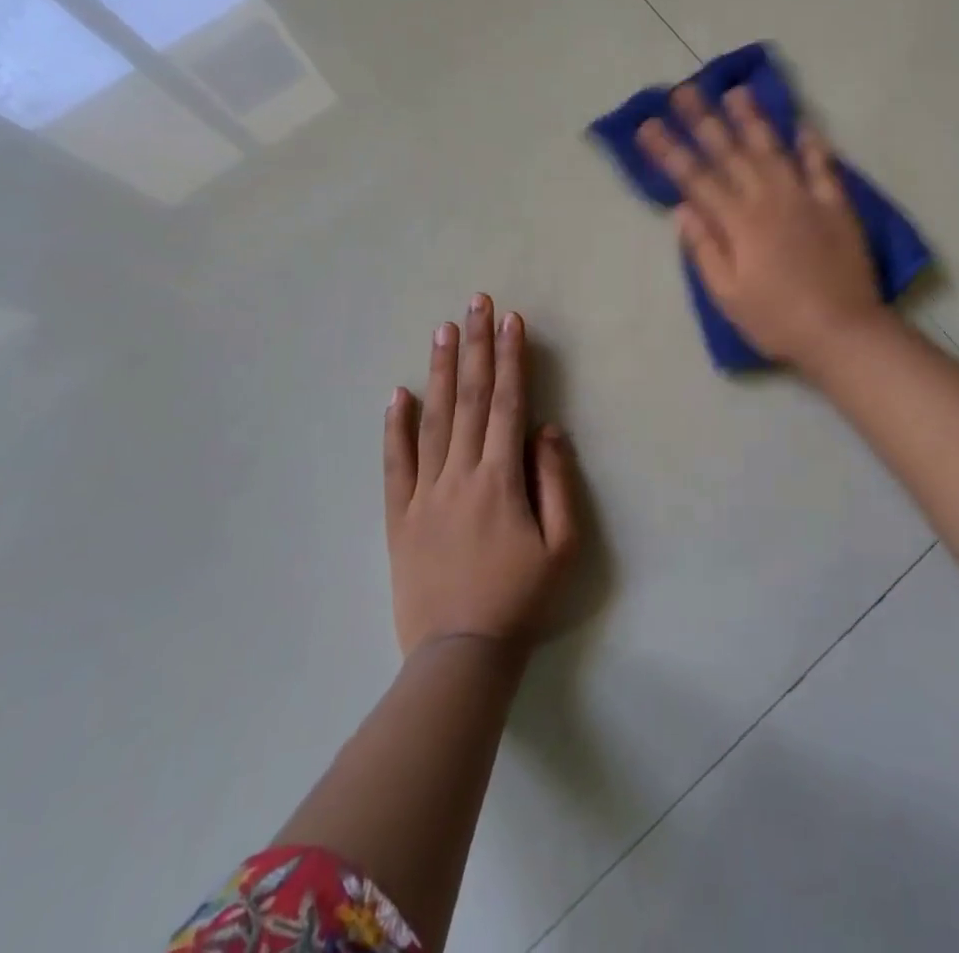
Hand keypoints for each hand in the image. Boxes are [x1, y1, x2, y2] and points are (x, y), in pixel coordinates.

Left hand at [384, 295, 577, 657]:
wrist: (461, 655)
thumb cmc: (522, 600)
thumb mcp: (563, 546)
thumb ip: (556, 482)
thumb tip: (547, 429)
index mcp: (501, 479)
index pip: (507, 404)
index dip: (511, 359)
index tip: (511, 320)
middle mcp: (460, 474)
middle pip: (470, 399)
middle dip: (476, 346)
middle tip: (476, 302)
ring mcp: (424, 493)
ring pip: (433, 420)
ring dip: (440, 371)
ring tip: (443, 329)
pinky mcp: (399, 516)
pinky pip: (395, 464)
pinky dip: (395, 427)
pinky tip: (397, 394)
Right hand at [637, 86, 884, 365]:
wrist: (842, 332)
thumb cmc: (776, 321)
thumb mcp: (728, 296)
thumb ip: (705, 250)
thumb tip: (682, 210)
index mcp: (739, 223)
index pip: (695, 179)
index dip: (670, 151)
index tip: (648, 125)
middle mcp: (769, 200)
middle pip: (730, 153)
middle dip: (703, 120)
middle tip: (684, 90)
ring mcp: (805, 198)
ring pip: (773, 149)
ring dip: (753, 119)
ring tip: (736, 91)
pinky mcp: (836, 206)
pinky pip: (823, 167)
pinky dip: (812, 144)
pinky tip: (802, 124)